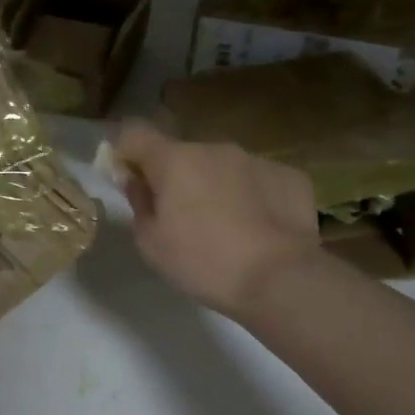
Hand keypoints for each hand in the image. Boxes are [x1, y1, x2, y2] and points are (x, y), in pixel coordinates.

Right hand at [113, 120, 321, 319]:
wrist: (281, 280)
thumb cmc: (203, 262)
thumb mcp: (150, 241)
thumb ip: (139, 201)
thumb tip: (136, 180)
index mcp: (174, 160)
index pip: (134, 134)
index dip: (125, 152)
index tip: (128, 178)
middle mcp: (214, 148)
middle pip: (181, 153)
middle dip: (175, 176)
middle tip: (179, 216)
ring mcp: (255, 159)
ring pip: (221, 166)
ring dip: (213, 185)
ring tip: (224, 226)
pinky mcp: (289, 176)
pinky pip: (256, 179)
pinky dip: (250, 196)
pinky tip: (257, 228)